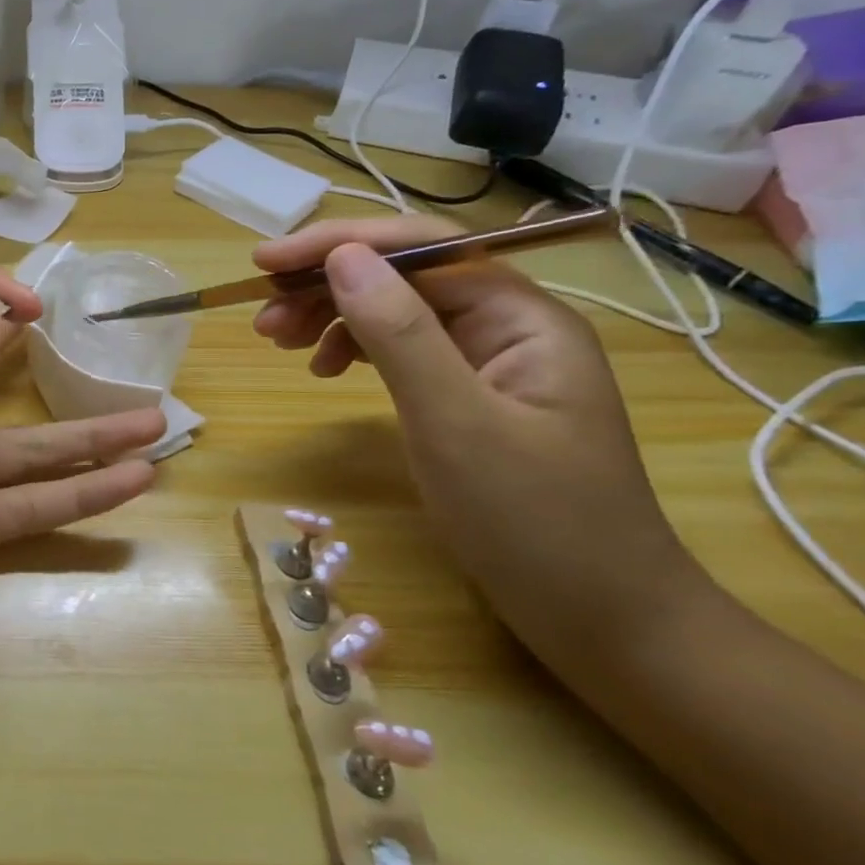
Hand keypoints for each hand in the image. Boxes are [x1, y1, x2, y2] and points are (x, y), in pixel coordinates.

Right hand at [251, 216, 709, 662]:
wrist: (604, 621)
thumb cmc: (535, 524)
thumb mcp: (455, 424)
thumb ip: (398, 335)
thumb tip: (342, 258)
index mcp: (523, 318)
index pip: (424, 248)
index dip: (340, 243)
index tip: (266, 263)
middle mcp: (508, 327)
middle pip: (405, 277)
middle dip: (326, 285)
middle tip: (260, 317)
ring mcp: (489, 363)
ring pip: (397, 312)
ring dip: (332, 316)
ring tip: (277, 341)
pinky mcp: (469, 397)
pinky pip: (401, 351)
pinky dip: (354, 350)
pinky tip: (324, 369)